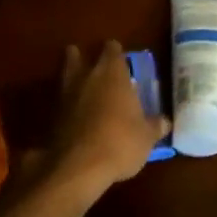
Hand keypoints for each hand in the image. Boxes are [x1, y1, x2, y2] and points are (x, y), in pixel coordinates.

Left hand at [44, 41, 169, 196]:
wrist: (78, 166)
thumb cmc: (120, 143)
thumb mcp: (146, 137)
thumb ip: (155, 125)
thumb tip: (164, 122)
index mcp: (112, 74)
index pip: (113, 50)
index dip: (116, 52)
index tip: (120, 56)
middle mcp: (86, 77)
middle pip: (78, 56)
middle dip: (84, 58)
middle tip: (96, 67)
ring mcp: (65, 95)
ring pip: (66, 76)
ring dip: (72, 78)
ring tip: (82, 86)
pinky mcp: (51, 116)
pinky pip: (60, 100)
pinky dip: (66, 103)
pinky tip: (74, 113)